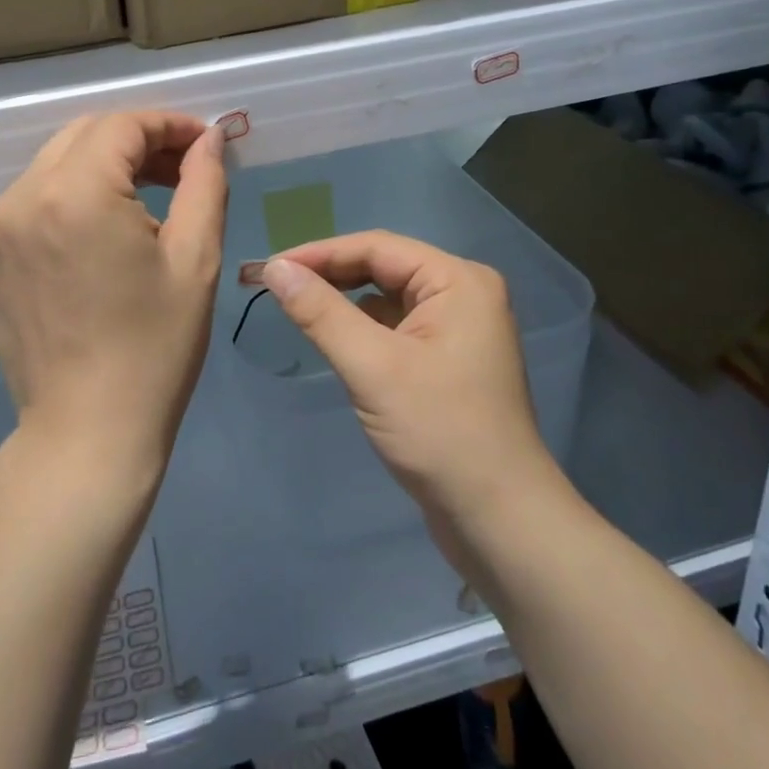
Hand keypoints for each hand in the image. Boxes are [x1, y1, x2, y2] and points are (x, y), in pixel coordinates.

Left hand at [0, 112, 227, 481]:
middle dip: (135, 142)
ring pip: (52, 170)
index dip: (169, 125)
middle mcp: (20, 200)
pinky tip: (96, 246)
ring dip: (100, 172)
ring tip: (143, 208)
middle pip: (82, 137)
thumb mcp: (196, 259)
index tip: (203, 144)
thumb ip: (204, 182)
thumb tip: (209, 139)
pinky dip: (66, 207)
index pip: (122, 125)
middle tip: (180, 170)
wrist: (88, 434)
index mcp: (74, 192)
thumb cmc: (155, 347)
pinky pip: (28, 211)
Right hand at [261, 233, 574, 565]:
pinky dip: (363, 328)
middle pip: (383, 267)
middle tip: (276, 287)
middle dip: (330, 275)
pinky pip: (396, 326)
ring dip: (344, 301)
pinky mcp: (449, 360)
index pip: (376, 247)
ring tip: (296, 307)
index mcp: (458, 280)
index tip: (268, 268)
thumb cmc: (440, 433)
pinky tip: (334, 339)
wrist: (500, 521)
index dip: (318, 253)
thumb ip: (321, 312)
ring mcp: (459, 328)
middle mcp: (463, 293)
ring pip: (388, 298)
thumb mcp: (372, 367)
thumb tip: (274, 268)